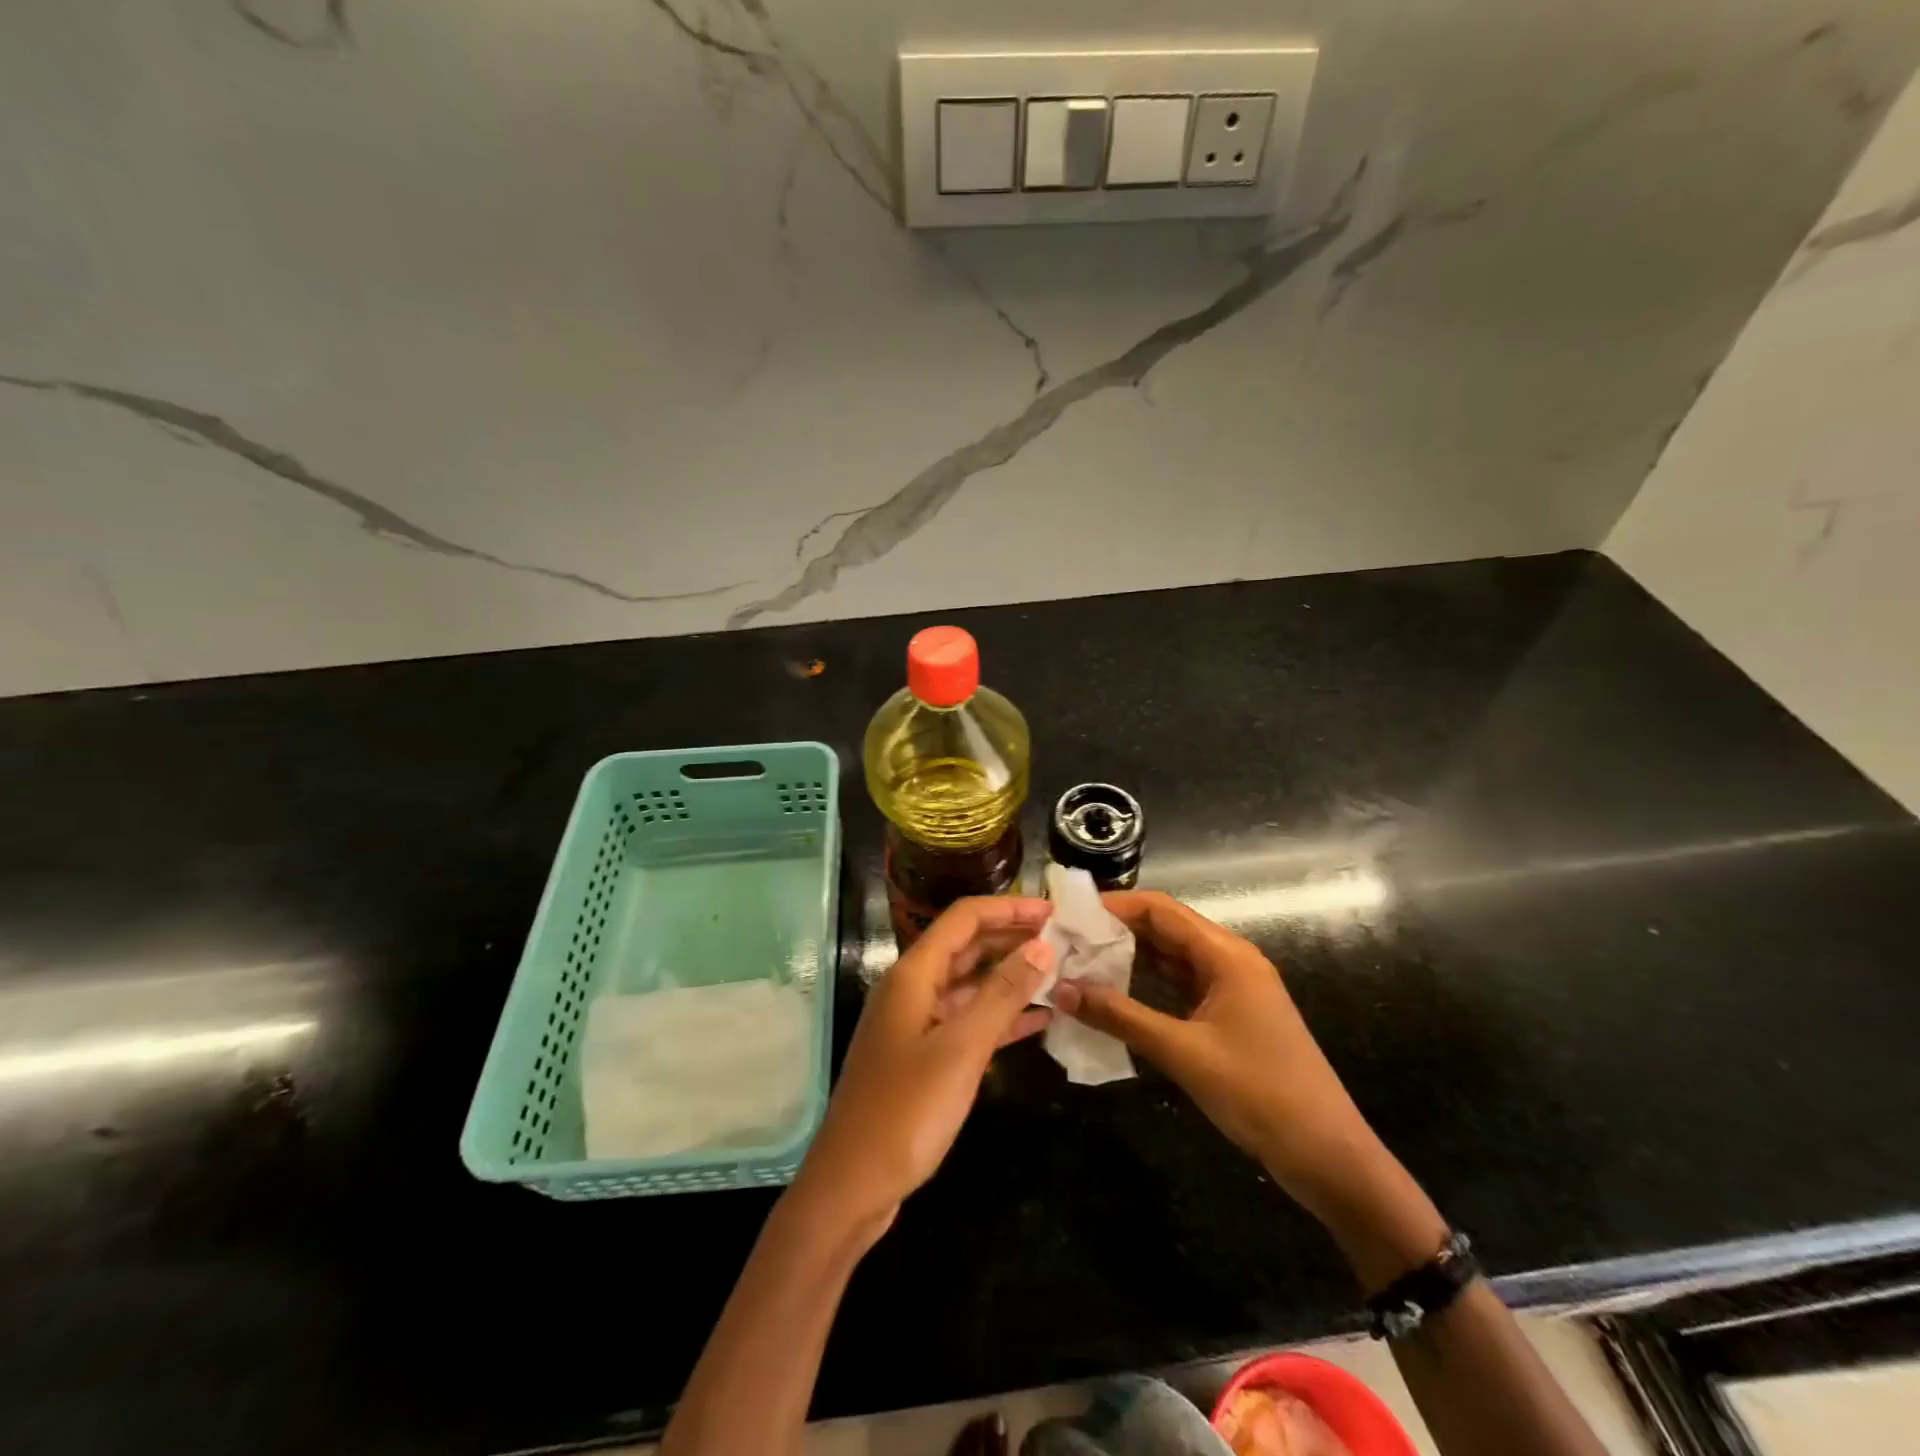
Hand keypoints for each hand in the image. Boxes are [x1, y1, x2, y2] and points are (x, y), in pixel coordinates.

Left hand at [790, 897, 1054, 1239]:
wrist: (852, 1185)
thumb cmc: (906, 1111)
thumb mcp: (961, 1048)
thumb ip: (1002, 993)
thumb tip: (1042, 943)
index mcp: (914, 974)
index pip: (965, 918)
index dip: (1009, 908)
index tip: (1054, 911)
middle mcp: (913, 988)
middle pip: (967, 946)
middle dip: (1013, 938)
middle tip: (1065, 939)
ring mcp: (917, 1023)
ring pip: (970, 984)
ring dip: (1011, 976)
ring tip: (1060, 972)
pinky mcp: (924, 1055)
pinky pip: (968, 1020)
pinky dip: (1001, 1015)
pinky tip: (1040, 1018)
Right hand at [1050, 891, 1392, 1227]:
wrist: (1327, 1154)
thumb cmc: (1259, 1092)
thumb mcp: (1183, 1052)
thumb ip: (1120, 1017)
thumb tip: (1061, 989)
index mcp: (1226, 955)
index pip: (1161, 909)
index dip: (1115, 905)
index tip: (1070, 913)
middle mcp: (1229, 960)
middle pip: (1165, 929)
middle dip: (1116, 931)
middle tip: (1066, 940)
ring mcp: (1231, 988)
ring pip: (1171, 958)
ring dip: (1129, 959)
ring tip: (1079, 963)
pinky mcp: (1230, 1015)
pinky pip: (1181, 986)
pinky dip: (1147, 986)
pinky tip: (1113, 996)